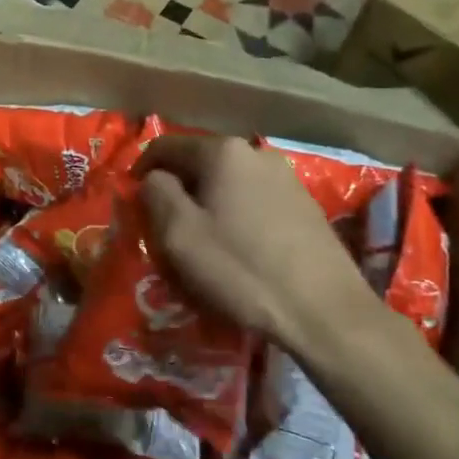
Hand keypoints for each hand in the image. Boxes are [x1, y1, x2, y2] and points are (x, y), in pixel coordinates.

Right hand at [138, 135, 393, 366]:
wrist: (324, 312)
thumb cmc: (241, 269)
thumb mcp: (179, 233)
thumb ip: (156, 192)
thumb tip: (155, 178)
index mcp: (223, 152)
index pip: (165, 146)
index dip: (141, 170)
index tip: (133, 201)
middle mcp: (256, 152)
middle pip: (199, 163)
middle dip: (178, 189)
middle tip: (164, 227)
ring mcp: (286, 177)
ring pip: (227, 183)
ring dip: (207, 204)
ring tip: (200, 241)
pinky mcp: (304, 206)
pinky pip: (253, 200)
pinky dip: (235, 216)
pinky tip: (237, 250)